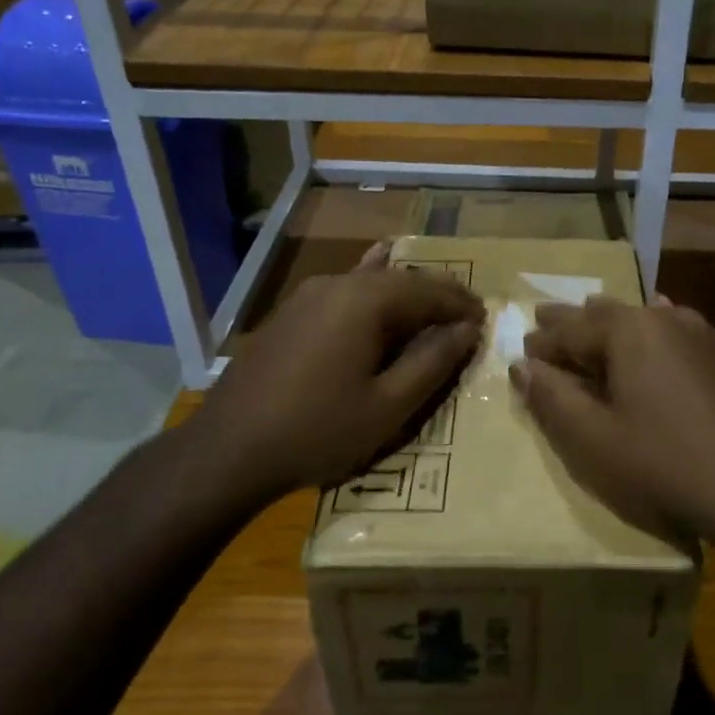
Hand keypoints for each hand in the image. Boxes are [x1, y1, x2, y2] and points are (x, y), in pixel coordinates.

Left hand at [188, 243, 484, 502]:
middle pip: (401, 280)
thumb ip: (432, 362)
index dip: (461, 305)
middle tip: (467, 316)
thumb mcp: (388, 406)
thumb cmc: (317, 430)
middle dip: (437, 296)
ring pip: (372, 283)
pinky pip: (345, 291)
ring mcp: (308, 295)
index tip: (486, 320)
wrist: (228, 451)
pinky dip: (372, 287)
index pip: (428, 291)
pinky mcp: (291, 312)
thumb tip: (467, 330)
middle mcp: (337, 285)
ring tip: (434, 307)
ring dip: (407, 295)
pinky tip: (378, 264)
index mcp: (364, 301)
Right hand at [510, 295, 714, 546]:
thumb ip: (552, 398)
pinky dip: (660, 335)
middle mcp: (668, 319)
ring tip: (599, 318)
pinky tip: (665, 331)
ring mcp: (707, 335)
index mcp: (629, 331)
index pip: (570, 328)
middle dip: (576, 322)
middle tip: (549, 320)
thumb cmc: (664, 465)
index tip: (524, 351)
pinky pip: (684, 334)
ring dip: (619, 324)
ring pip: (650, 319)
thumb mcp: (593, 440)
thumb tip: (522, 366)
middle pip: (609, 315)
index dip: (543, 342)